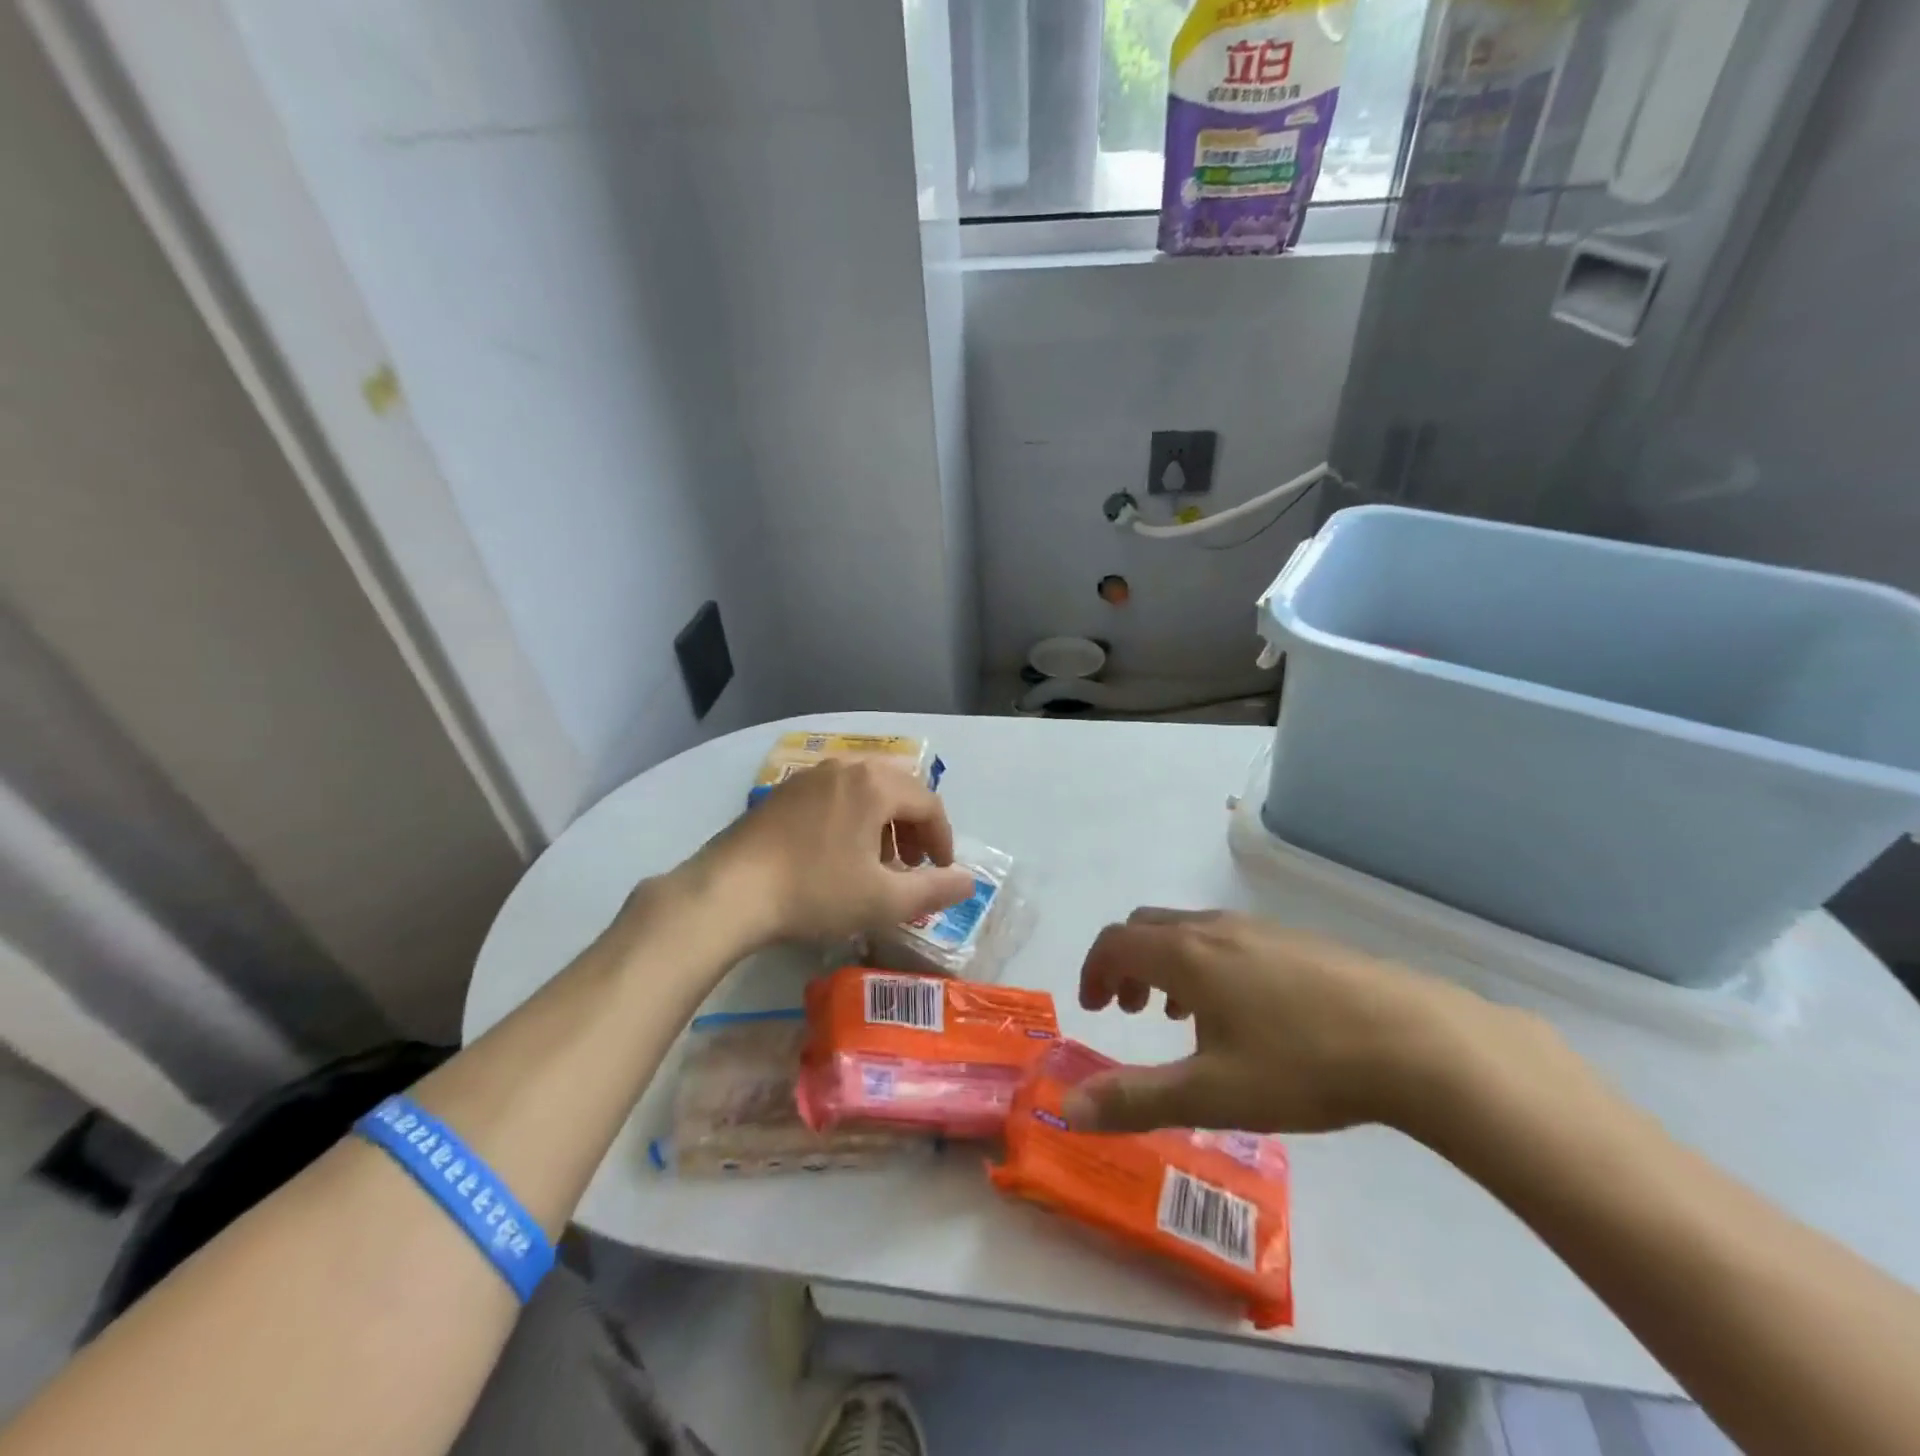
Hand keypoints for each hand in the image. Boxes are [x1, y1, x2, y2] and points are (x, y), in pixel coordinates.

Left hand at [676, 759, 974, 947]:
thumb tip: (969, 882)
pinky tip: (838, 854)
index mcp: (875, 785)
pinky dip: (851, 818)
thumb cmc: (815, 892)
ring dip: (883, 822)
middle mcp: (845, 768)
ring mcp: (810, 776)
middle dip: (913, 827)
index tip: (941, 872)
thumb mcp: (884, 900)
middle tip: (913, 865)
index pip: (928, 803)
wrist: (729, 892)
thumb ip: (934, 890)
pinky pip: (834, 795)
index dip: (942, 839)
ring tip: (877, 862)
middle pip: (897, 789)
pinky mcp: (783, 793)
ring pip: (864, 790)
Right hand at [1065, 908, 1512, 1137]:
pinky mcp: (1296, 940)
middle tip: (1128, 1010)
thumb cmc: (1301, 1064)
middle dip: (1125, 963)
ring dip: (1165, 963)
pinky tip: (1241, 1012)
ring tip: (1179, 1016)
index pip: (1115, 942)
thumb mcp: (1211, 1094)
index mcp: (1185, 955)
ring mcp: (1258, 929)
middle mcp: (1214, 929)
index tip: (1094, 1008)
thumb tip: (1066, 1107)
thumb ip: (1134, 1099)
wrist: (1414, 1039)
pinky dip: (1205, 963)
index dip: (1094, 970)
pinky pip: (1227, 940)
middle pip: (1147, 926)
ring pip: (1189, 931)